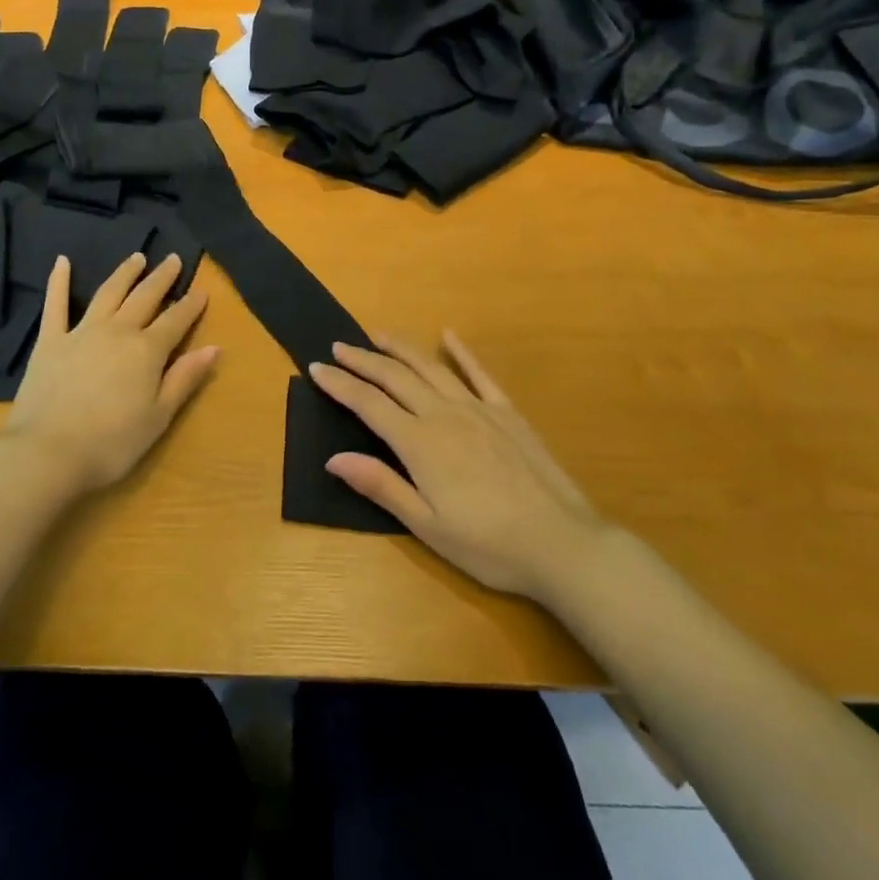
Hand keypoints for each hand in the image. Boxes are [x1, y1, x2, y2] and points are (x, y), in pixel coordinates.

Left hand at [0, 252, 218, 496]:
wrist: (47, 452)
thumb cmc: (111, 443)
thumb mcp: (158, 417)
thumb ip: (184, 379)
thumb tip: (214, 348)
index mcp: (147, 351)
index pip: (176, 320)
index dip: (191, 305)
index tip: (202, 290)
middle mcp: (117, 331)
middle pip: (145, 297)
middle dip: (162, 278)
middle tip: (172, 259)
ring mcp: (81, 332)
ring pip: (108, 293)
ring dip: (124, 273)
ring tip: (137, 257)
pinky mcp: (50, 341)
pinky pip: (55, 304)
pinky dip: (58, 281)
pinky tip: (62, 261)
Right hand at [309, 333, 607, 600]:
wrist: (562, 544)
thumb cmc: (489, 545)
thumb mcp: (427, 526)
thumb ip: (381, 486)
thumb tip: (333, 458)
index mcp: (420, 443)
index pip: (369, 404)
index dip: (340, 385)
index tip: (316, 368)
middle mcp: (444, 414)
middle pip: (395, 377)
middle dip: (363, 360)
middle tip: (338, 346)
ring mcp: (478, 409)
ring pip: (431, 367)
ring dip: (401, 348)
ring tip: (377, 334)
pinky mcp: (507, 413)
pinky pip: (479, 374)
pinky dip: (461, 352)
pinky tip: (448, 335)